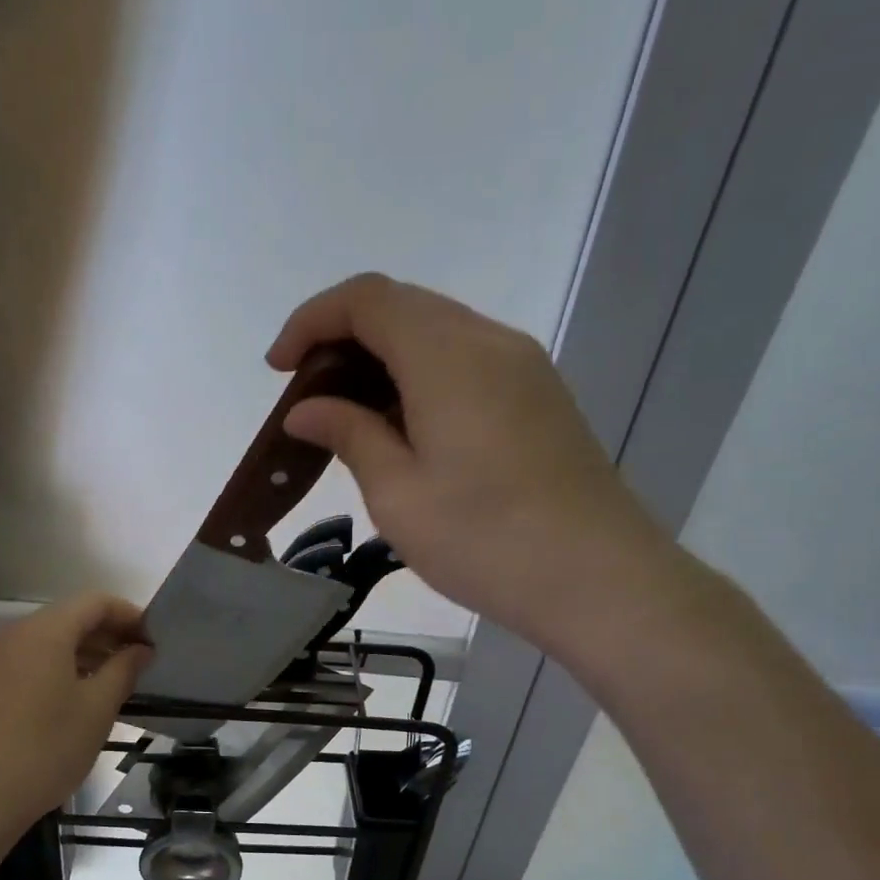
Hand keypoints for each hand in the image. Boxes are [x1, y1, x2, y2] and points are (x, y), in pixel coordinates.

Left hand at [0, 593, 152, 837]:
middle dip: (109, 633)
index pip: (95, 602)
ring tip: (118, 678)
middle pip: (71, 617)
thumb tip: (142, 649)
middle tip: (142, 660)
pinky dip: (62, 665)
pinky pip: (32, 658)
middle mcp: (16, 633)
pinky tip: (82, 694)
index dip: (129, 615)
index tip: (154, 639)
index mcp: (44, 631)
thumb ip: (124, 670)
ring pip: (51, 639)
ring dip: (87, 651)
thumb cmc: (46, 748)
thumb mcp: (97, 708)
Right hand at [268, 273, 680, 653]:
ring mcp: (522, 367)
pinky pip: (465, 361)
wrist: (600, 580)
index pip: (366, 299)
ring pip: (435, 333)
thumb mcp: (398, 494)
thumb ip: (349, 435)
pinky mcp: (539, 396)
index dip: (311, 321)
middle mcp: (488, 342)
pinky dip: (419, 377)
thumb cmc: (486, 540)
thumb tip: (306, 410)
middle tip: (308, 400)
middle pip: (401, 308)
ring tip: (348, 419)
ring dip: (381, 360)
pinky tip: (403, 430)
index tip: (278, 370)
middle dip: (341, 339)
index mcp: (447, 356)